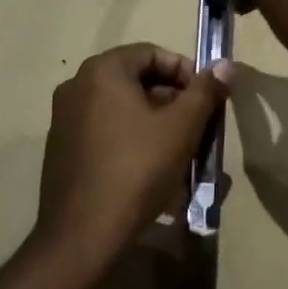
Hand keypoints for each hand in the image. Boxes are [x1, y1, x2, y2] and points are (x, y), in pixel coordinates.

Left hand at [34, 44, 231, 271]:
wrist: (82, 235)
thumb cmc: (137, 169)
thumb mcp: (181, 128)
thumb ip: (205, 91)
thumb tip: (225, 64)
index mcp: (102, 71)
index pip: (153, 53)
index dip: (186, 73)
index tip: (208, 100)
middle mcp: (77, 85)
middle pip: (137, 81)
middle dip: (174, 102)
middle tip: (200, 128)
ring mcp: (65, 119)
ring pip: (123, 109)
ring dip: (156, 124)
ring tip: (182, 153)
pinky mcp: (62, 149)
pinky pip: (106, 132)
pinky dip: (132, 141)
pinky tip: (152, 172)